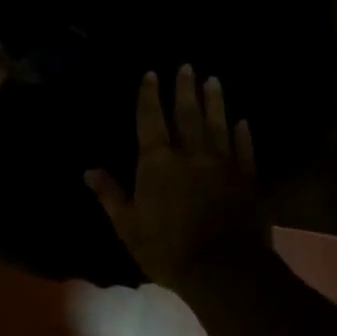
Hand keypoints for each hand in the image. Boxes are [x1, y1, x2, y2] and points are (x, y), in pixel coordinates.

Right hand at [87, 65, 270, 292]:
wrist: (222, 269)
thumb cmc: (167, 249)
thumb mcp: (128, 226)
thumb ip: (111, 195)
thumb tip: (89, 170)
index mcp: (158, 162)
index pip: (150, 120)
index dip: (149, 95)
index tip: (152, 74)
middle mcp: (191, 153)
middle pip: (187, 113)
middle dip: (185, 88)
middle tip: (187, 66)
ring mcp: (223, 163)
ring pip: (218, 124)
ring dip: (215, 101)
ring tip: (214, 80)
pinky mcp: (247, 178)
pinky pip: (245, 148)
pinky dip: (243, 134)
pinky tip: (243, 122)